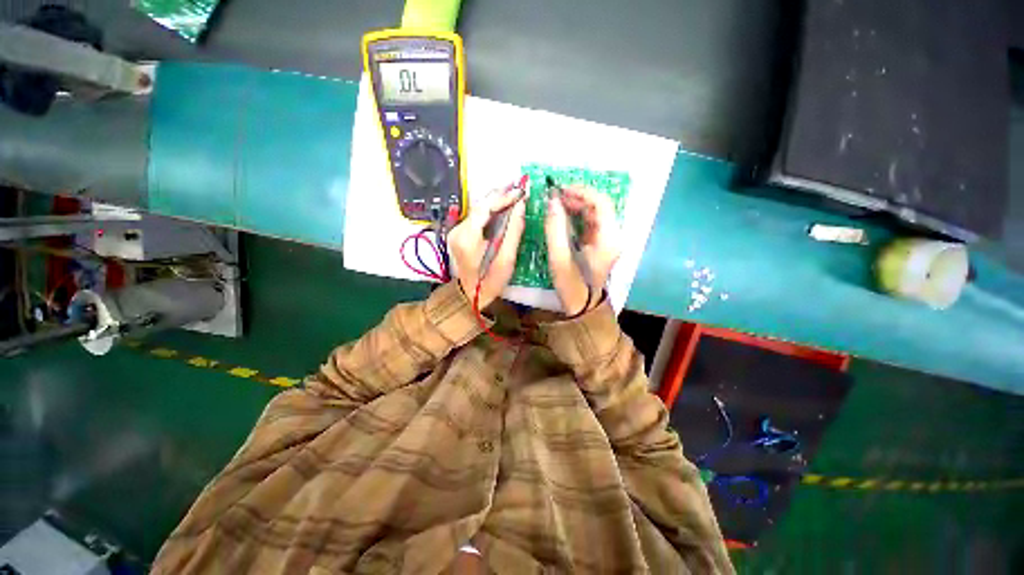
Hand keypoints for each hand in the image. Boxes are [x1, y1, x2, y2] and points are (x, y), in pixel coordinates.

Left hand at [447, 186, 526, 307]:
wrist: (470, 295)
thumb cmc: (490, 281)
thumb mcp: (506, 259)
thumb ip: (513, 231)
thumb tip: (521, 206)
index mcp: (467, 237)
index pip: (484, 208)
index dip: (503, 197)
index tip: (521, 191)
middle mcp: (458, 230)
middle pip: (480, 205)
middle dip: (500, 195)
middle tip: (520, 188)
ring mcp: (457, 231)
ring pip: (479, 209)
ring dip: (497, 201)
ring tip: (515, 194)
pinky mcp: (460, 233)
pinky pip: (477, 216)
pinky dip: (491, 210)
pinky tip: (504, 207)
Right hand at [545, 184, 621, 314]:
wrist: (583, 308)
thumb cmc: (572, 286)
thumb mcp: (560, 258)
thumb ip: (555, 228)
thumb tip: (552, 200)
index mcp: (609, 238)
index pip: (602, 203)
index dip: (582, 192)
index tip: (561, 189)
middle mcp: (613, 236)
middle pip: (600, 206)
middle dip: (578, 197)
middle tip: (555, 195)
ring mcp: (608, 240)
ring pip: (595, 213)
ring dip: (577, 205)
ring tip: (556, 203)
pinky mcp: (600, 244)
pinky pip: (590, 223)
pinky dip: (577, 216)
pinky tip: (563, 215)